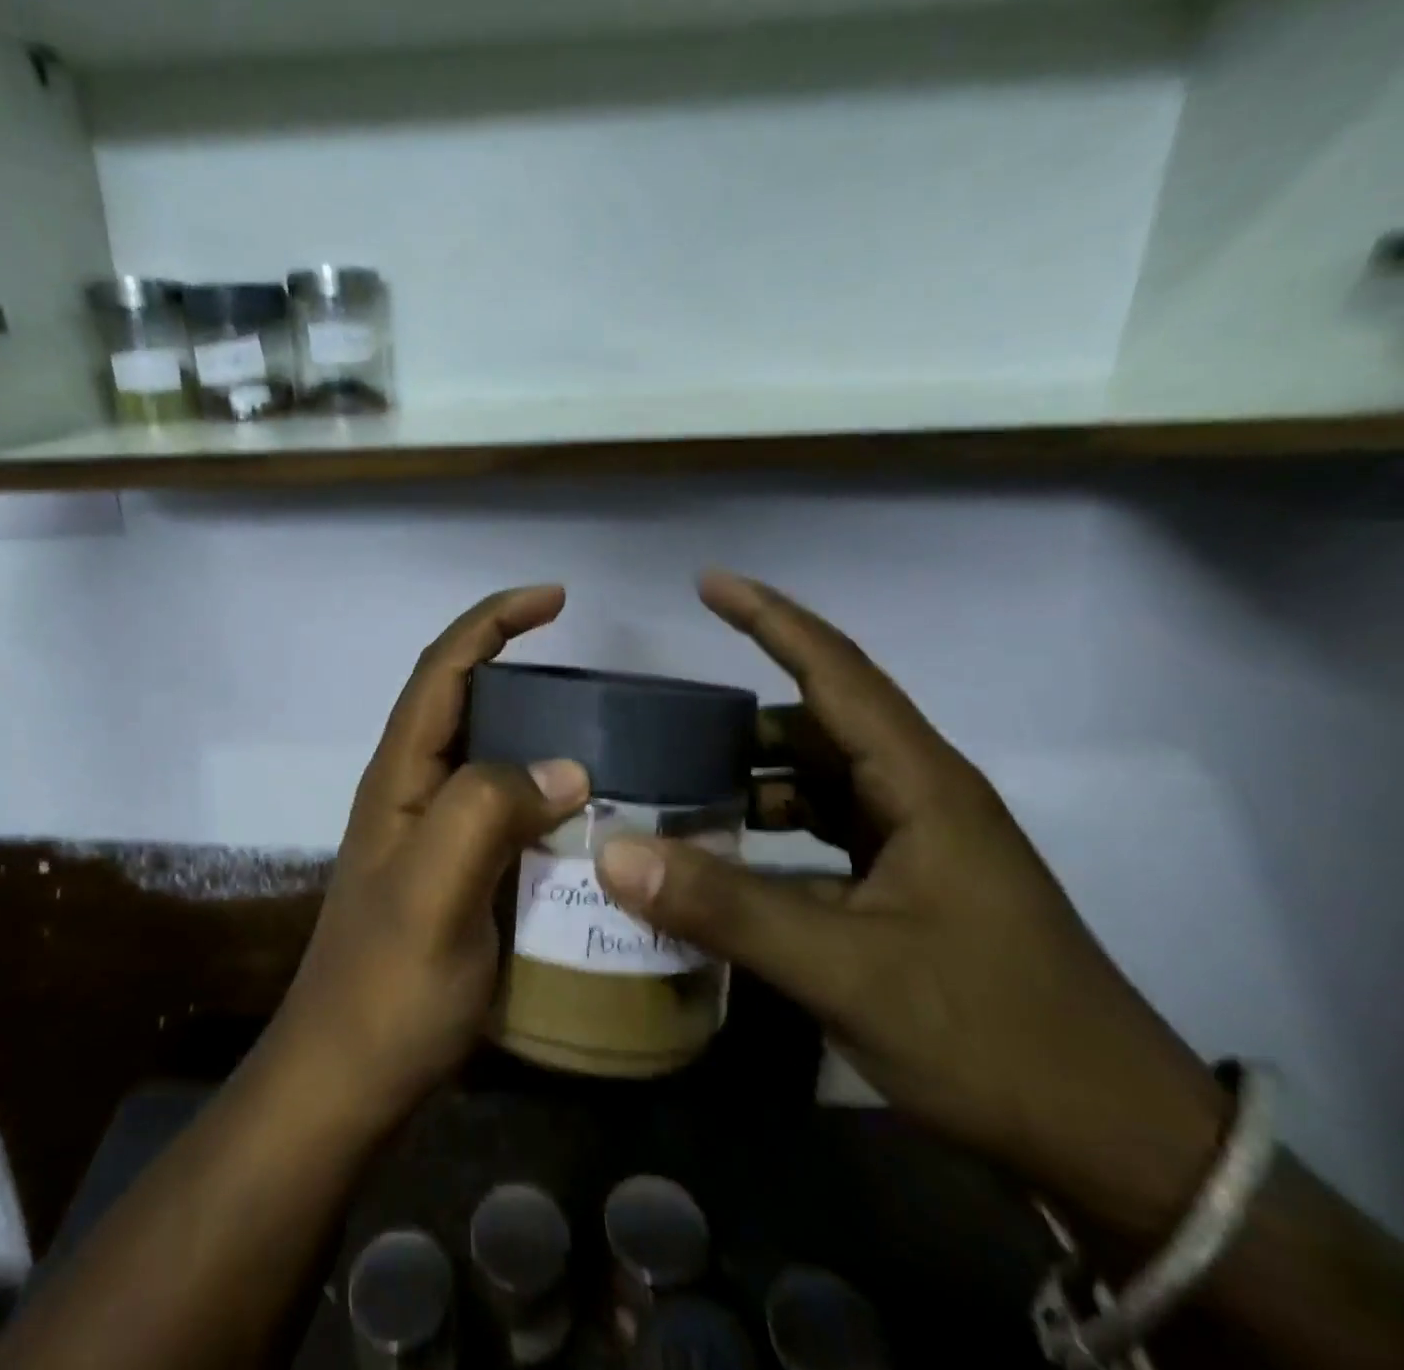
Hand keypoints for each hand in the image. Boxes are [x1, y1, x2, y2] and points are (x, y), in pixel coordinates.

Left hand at [268, 585, 589, 1130]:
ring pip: (488, 758)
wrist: (348, 1080)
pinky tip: (584, 818)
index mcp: (400, 776)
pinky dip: (542, 796)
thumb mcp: (437, 891)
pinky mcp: (452, 874)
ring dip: (537, 735)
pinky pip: (503, 811)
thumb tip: (567, 768)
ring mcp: (430, 835)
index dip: (493, 622)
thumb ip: (489, 811)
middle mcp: (412, 791)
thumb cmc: (388, 987)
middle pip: (465, 703)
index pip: (444, 669)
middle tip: (594, 681)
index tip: (554, 600)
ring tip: (605, 740)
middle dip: (521, 669)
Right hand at [596, 570, 1231, 1240]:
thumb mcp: (845, 969)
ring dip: (752, 783)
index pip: (836, 672)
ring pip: (818, 785)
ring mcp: (915, 847)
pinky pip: (822, 836)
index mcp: (921, 785)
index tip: (709, 583)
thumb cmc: (991, 1034)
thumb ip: (725, 908)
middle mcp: (918, 799)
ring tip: (678, 796)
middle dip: (740, 722)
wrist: (1116, 1145)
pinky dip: (770, 836)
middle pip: (818, 727)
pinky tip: (726, 864)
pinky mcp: (907, 890)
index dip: (771, 620)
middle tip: (662, 731)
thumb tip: (613, 853)